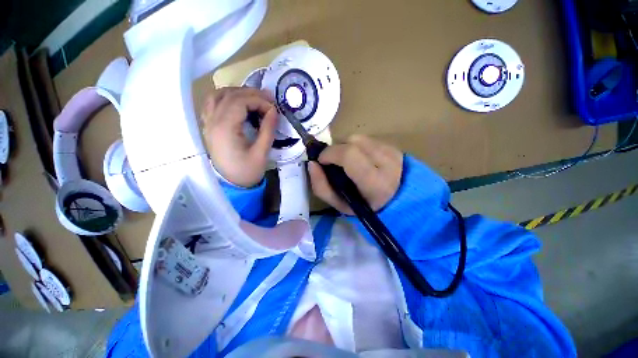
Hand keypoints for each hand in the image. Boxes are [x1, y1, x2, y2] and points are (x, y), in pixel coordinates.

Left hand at [201, 87, 277, 187]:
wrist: (232, 185)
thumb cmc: (248, 171)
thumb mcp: (261, 152)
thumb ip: (268, 129)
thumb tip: (274, 110)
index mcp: (225, 128)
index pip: (241, 101)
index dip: (259, 101)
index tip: (274, 109)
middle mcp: (213, 121)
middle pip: (230, 95)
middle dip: (251, 94)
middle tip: (269, 99)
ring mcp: (208, 123)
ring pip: (218, 95)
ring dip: (237, 93)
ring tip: (254, 99)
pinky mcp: (209, 127)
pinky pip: (212, 103)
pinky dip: (225, 98)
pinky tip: (237, 104)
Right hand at [308, 135, 403, 213]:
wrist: (396, 202)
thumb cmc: (364, 206)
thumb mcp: (340, 205)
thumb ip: (322, 186)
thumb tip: (312, 164)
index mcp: (375, 183)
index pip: (349, 155)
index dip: (330, 153)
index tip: (322, 161)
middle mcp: (387, 163)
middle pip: (353, 141)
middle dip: (337, 149)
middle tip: (334, 162)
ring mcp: (392, 152)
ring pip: (359, 138)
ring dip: (346, 147)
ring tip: (348, 161)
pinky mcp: (393, 146)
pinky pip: (367, 139)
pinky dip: (357, 146)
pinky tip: (360, 159)